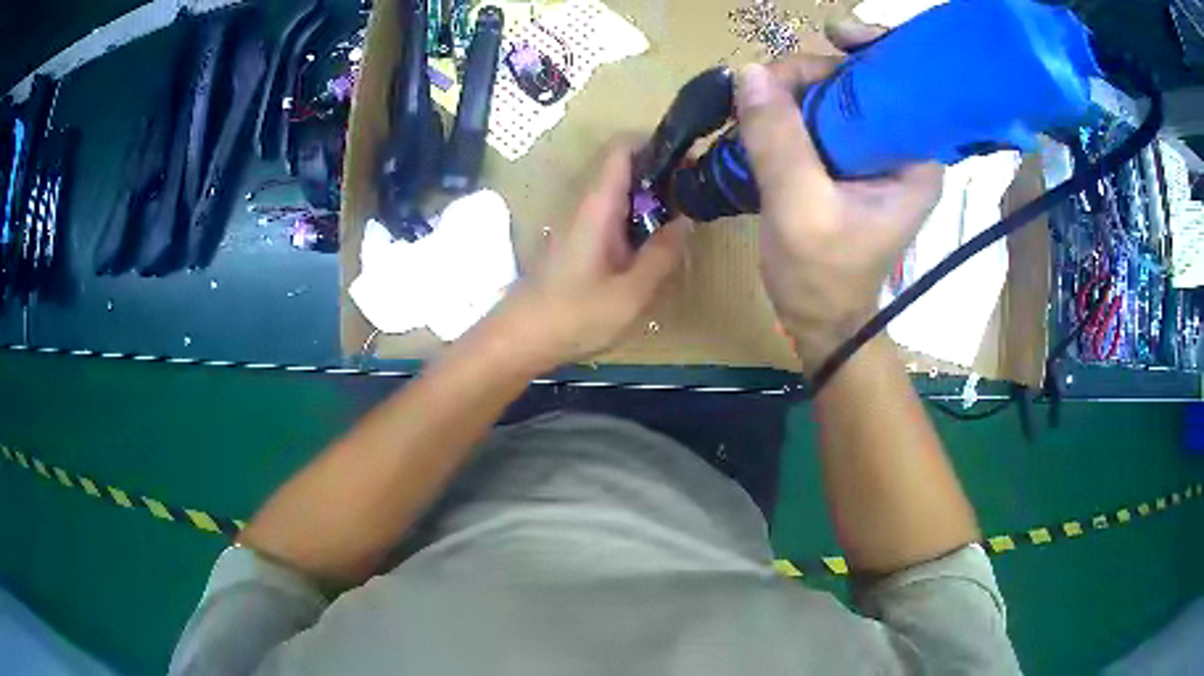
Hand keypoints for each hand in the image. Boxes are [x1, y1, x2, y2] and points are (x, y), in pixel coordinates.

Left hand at [495, 142, 686, 368]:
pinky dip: (636, 220)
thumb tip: (685, 221)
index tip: (688, 160)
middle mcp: (585, 204)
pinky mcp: (576, 242)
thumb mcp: (630, 293)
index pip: (621, 149)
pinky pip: (611, 216)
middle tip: (694, 197)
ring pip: (619, 193)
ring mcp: (578, 223)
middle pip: (623, 168)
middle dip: (660, 174)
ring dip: (650, 199)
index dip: (655, 143)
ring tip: (681, 222)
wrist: (520, 339)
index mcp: (597, 205)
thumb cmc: (574, 315)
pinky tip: (652, 248)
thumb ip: (662, 254)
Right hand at [737, 20, 942, 371]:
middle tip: (766, 85)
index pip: (905, 84)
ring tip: (756, 105)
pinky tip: (765, 111)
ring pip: (837, 95)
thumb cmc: (821, 277)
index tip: (833, 35)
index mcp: (915, 160)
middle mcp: (902, 149)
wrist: (819, 321)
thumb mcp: (799, 209)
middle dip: (816, 72)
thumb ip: (777, 139)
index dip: (872, 51)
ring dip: (796, 88)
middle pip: (864, 82)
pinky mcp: (848, 161)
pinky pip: (822, 116)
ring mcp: (874, 154)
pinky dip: (791, 106)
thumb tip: (749, 72)